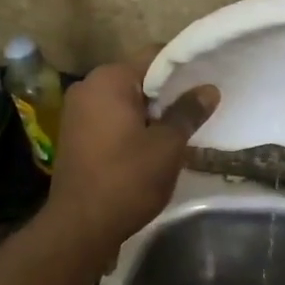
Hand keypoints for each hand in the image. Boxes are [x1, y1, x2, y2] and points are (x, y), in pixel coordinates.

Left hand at [45, 51, 218, 250]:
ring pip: (125, 100)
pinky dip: (133, 125)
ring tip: (181, 128)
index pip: (155, 56)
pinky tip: (153, 144)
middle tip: (199, 108)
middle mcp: (88, 87)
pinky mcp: (75, 134)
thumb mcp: (167, 146)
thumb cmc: (127, 179)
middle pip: (139, 77)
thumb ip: (188, 112)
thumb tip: (208, 89)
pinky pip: (111, 117)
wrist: (80, 227)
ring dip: (151, 111)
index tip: (207, 81)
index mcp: (109, 79)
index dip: (184, 67)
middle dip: (168, 92)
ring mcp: (77, 111)